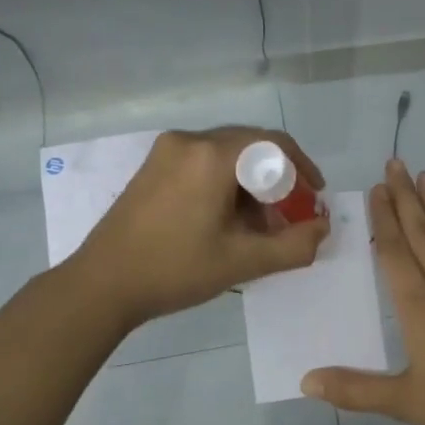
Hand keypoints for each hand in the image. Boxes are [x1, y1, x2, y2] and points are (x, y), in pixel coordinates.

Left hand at [72, 126, 329, 330]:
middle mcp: (189, 140)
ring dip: (250, 184)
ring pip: (226, 156)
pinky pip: (202, 163)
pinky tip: (225, 220)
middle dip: (277, 180)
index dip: (303, 169)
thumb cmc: (175, 270)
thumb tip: (322, 228)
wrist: (102, 284)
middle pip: (250, 147)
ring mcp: (166, 151)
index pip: (274, 144)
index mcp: (212, 155)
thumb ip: (293, 245)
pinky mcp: (152, 167)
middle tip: (289, 216)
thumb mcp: (243, 261)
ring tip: (258, 226)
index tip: (315, 197)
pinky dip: (224, 184)